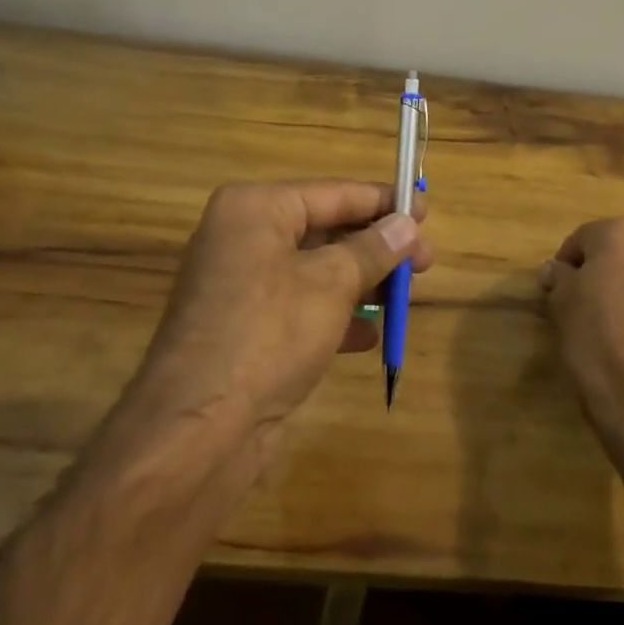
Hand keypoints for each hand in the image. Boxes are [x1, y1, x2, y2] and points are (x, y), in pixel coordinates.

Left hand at [122, 181, 431, 463]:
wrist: (198, 431)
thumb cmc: (269, 334)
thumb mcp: (332, 284)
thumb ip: (374, 249)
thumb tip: (407, 225)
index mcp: (255, 209)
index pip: (333, 193)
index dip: (383, 202)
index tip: (425, 211)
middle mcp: (243, 237)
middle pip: (325, 230)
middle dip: (377, 248)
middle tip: (424, 262)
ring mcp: (240, 285)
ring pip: (315, 270)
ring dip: (361, 283)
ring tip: (403, 298)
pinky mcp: (243, 327)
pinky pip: (299, 306)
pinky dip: (334, 315)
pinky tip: (368, 337)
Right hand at [542, 219, 623, 467]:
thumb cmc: (597, 338)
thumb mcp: (562, 304)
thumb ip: (559, 278)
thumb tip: (555, 269)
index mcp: (621, 232)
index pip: (582, 239)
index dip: (565, 265)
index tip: (555, 291)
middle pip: (619, 250)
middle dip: (601, 271)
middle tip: (582, 303)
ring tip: (609, 322)